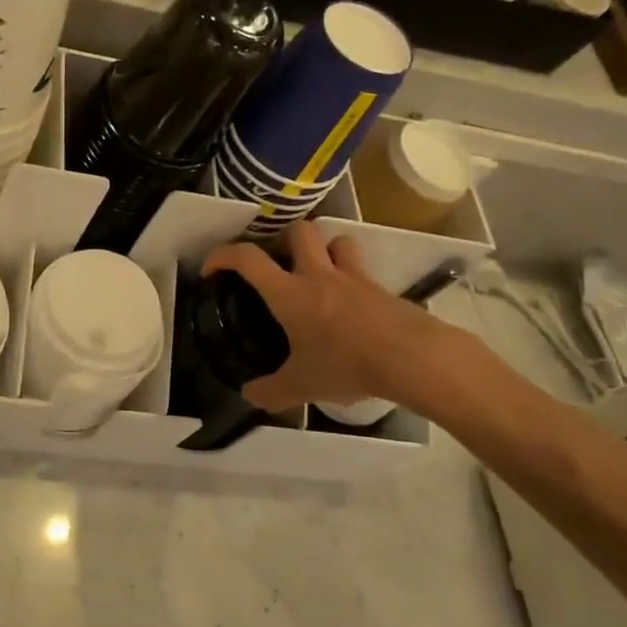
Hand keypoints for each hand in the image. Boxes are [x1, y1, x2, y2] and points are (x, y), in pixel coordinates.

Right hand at [201, 222, 489, 419]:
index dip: (223, 255)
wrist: (414, 359)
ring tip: (319, 275)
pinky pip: (363, 271)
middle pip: (300, 230)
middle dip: (285, 239)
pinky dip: (353, 281)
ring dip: (326, 251)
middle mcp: (319, 275)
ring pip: (338, 241)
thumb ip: (271, 391)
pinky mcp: (382, 289)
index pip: (248, 259)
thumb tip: (248, 396)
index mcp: (289, 293)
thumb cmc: (347, 365)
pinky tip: (352, 308)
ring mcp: (355, 278)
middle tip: (280, 265)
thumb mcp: (302, 386)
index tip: (212, 269)